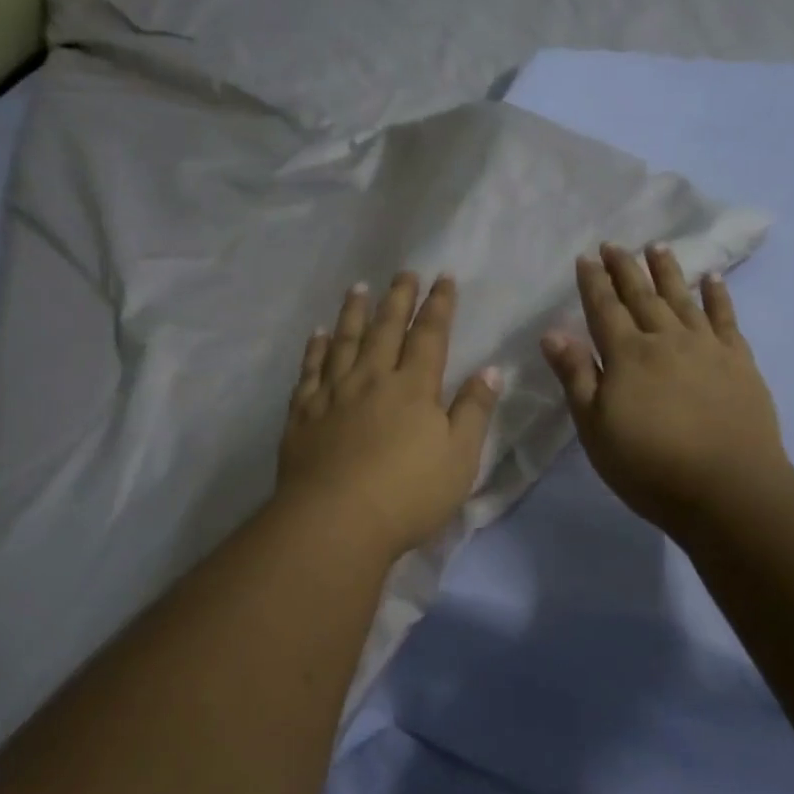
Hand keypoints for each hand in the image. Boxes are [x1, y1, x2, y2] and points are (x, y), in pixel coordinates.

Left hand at [276, 272, 501, 562]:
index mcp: (413, 386)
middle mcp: (372, 378)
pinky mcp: (304, 413)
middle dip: (399, 298)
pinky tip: (317, 334)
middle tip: (404, 272)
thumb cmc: (408, 493)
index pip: (430, 335)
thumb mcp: (459, 456)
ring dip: (354, 312)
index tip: (443, 277)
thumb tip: (490, 369)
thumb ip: (474, 410)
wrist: (335, 522)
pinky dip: (315, 348)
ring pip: (345, 341)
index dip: (439, 305)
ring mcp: (334, 393)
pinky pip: (310, 370)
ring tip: (359, 288)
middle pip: (387, 328)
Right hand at [541, 243, 792, 537]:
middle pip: (642, 295)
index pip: (604, 308)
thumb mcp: (596, 429)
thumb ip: (576, 377)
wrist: (730, 489)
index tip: (585, 257)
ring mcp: (706, 347)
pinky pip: (726, 318)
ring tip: (657, 246)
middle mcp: (666, 339)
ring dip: (668, 271)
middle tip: (614, 245)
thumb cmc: (650, 466)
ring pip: (682, 298)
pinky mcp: (739, 361)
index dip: (593, 282)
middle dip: (625, 268)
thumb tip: (552, 333)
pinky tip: (713, 278)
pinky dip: (718, 295)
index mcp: (627, 355)